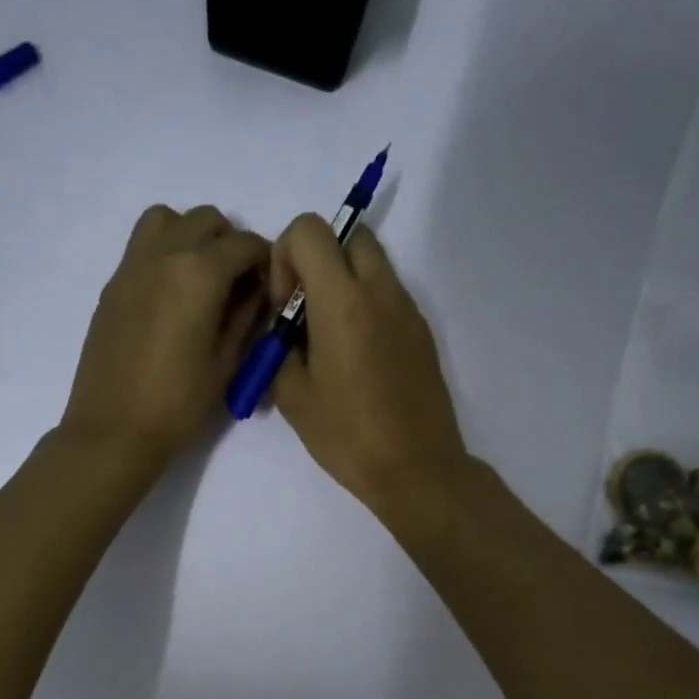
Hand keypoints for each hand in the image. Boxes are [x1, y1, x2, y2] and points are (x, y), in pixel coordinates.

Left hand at [60, 205, 269, 470]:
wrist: (113, 429)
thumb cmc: (178, 403)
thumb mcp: (227, 363)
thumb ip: (247, 316)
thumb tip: (257, 290)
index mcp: (198, 273)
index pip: (243, 242)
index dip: (265, 258)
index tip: (269, 283)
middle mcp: (163, 255)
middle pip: (205, 219)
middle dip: (229, 242)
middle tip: (238, 282)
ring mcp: (132, 266)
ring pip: (167, 220)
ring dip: (191, 235)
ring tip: (201, 277)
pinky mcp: (113, 285)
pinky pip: (143, 246)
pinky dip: (165, 252)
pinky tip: (173, 296)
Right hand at [268, 216, 469, 515]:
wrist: (416, 469)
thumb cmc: (348, 436)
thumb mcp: (293, 397)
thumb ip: (277, 348)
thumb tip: (280, 328)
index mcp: (343, 302)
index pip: (310, 229)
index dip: (285, 256)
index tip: (284, 304)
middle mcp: (380, 292)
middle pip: (349, 235)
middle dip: (318, 259)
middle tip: (305, 311)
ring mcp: (408, 310)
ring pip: (372, 262)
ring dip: (343, 281)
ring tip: (328, 337)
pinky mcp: (422, 331)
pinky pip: (389, 294)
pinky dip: (366, 304)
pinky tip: (356, 357)